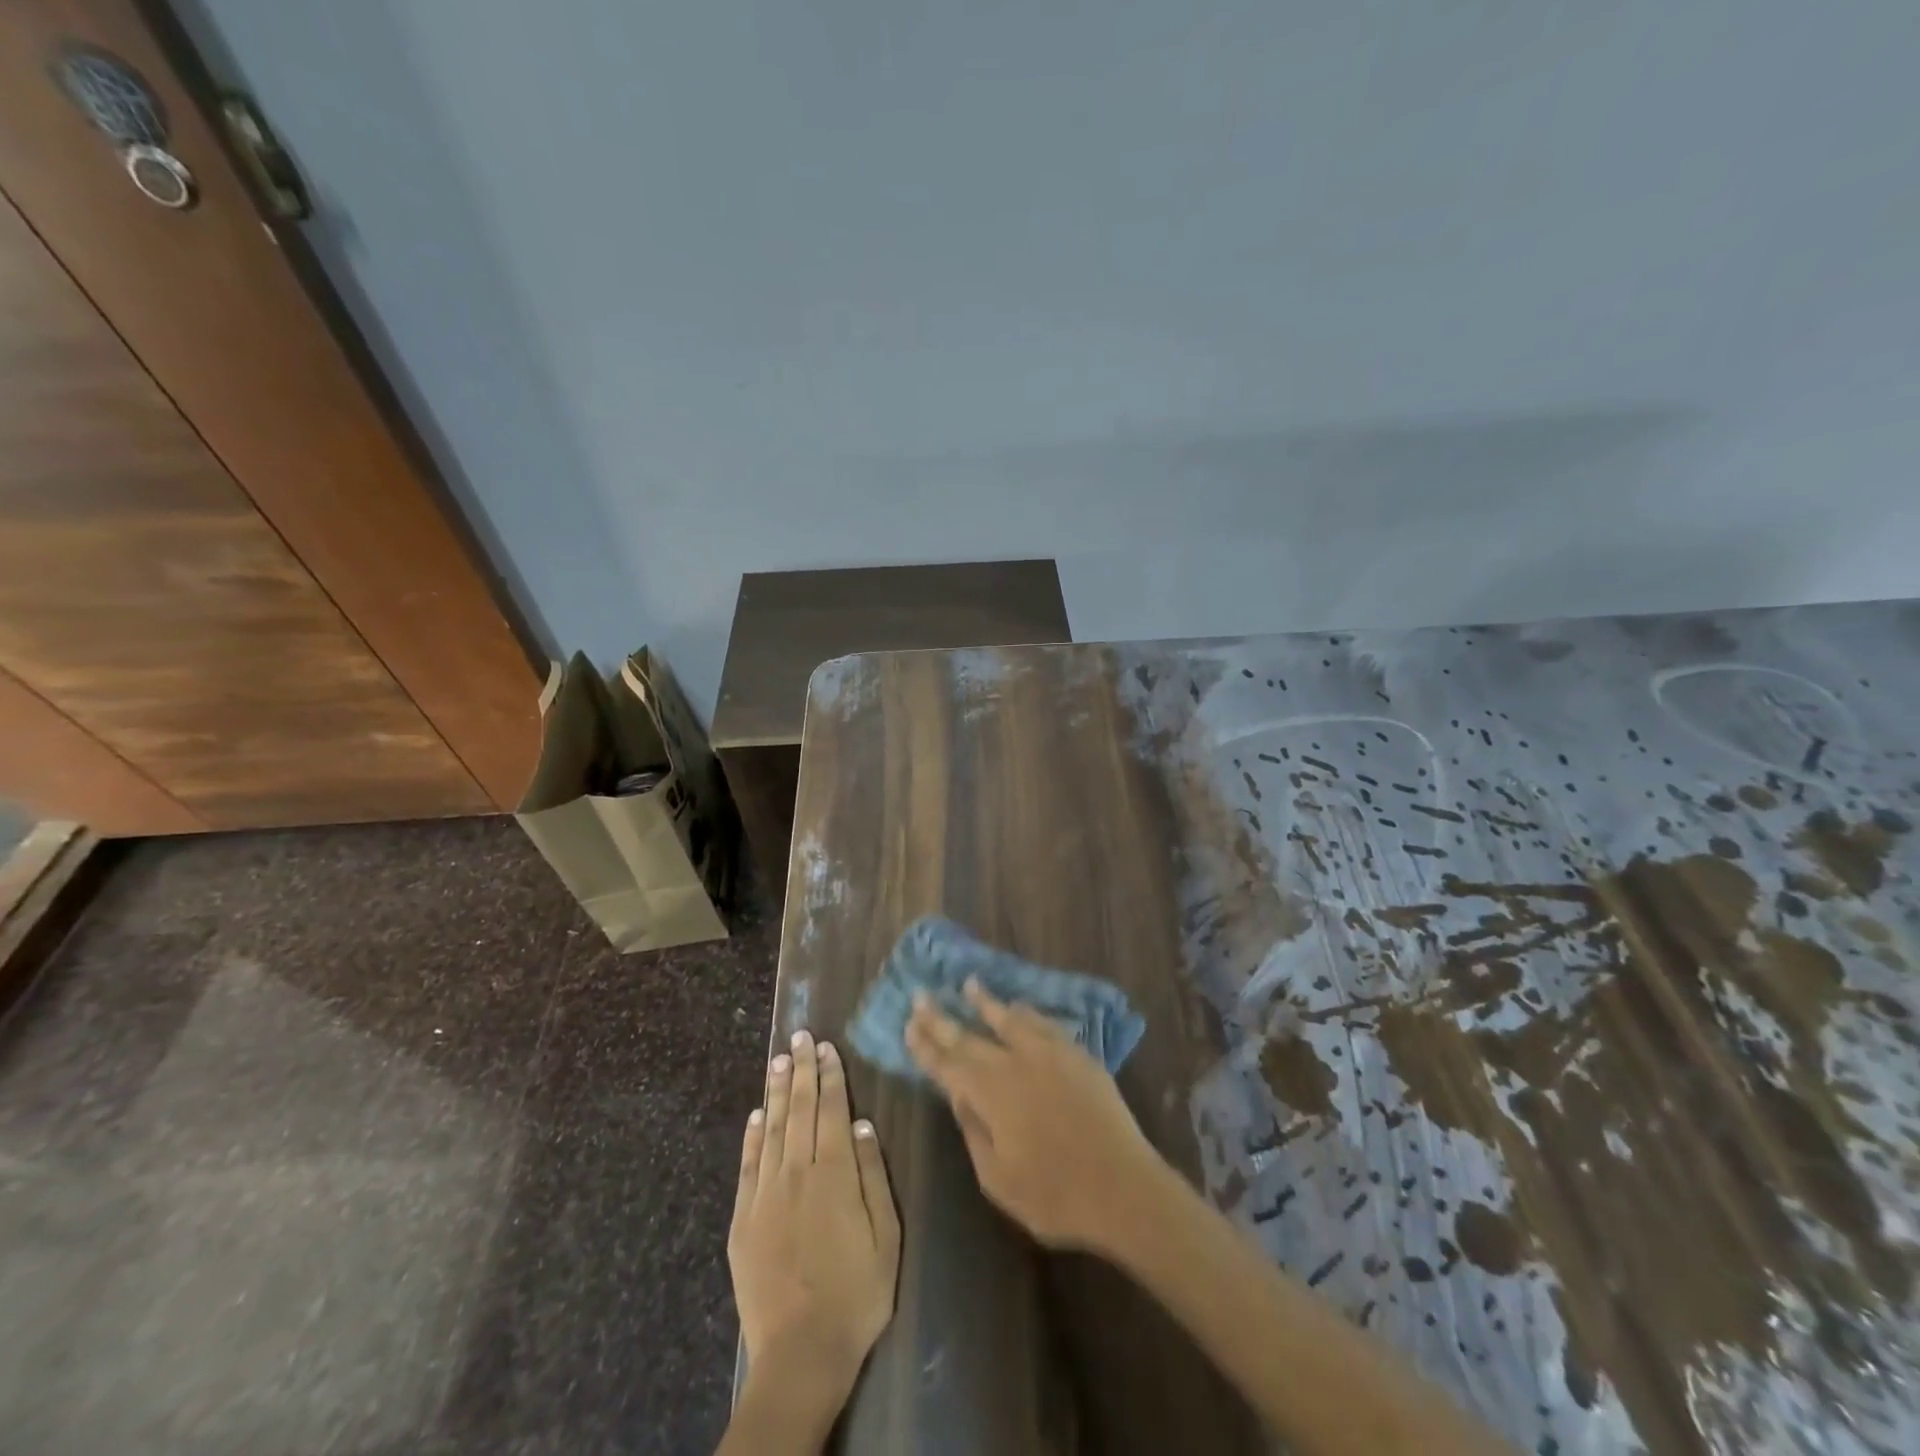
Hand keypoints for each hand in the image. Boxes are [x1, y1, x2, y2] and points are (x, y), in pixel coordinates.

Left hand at [728, 1031, 900, 1399]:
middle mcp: (797, 1173)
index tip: (827, 1047)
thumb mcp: (886, 1235)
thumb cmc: (857, 1294)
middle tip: (800, 1036)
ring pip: (770, 1129)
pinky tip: (755, 1115)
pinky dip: (751, 1135)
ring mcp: (765, 1195)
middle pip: (799, 1110)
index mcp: (834, 1174)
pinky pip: (747, 1165)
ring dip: (775, 1091)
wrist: (801, 1353)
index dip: (830, 1076)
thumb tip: (861, 1125)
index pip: (830, 1110)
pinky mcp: (743, 1219)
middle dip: (802, 1070)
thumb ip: (873, 1175)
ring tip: (778, 1059)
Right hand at [905, 979, 1165, 1252]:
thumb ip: (974, 1131)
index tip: (909, 1023)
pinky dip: (1026, 1013)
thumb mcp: (998, 1179)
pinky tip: (1019, 1006)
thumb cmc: (1055, 1195)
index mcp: (990, 1093)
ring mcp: (1048, 1054)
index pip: (948, 1064)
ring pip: (1009, 1019)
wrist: (1124, 1188)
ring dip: (986, 1002)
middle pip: (971, 1036)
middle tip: (922, 996)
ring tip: (969, 983)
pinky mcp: (1077, 1055)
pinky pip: (1044, 1024)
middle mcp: (1015, 1063)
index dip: (926, 1045)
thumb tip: (960, 1095)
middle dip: (943, 1018)